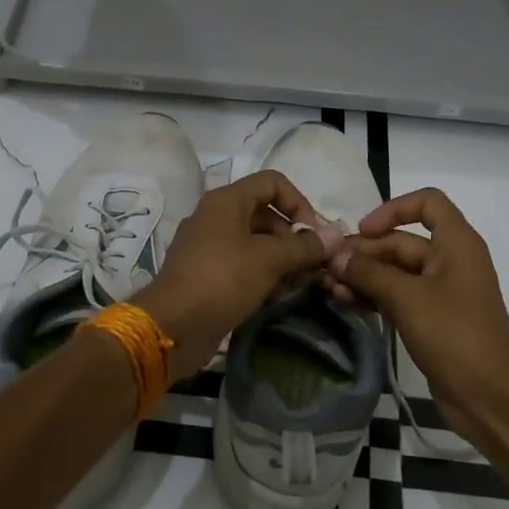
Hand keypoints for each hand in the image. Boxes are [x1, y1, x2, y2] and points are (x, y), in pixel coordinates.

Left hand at [135, 170, 327, 378]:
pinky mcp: (206, 274)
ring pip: (255, 243)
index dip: (299, 203)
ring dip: (281, 260)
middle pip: (266, 214)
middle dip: (293, 238)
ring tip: (297, 285)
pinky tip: (276, 298)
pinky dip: (261, 276)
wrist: (172, 326)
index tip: (314, 235)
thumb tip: (336, 236)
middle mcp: (215, 216)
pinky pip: (242, 265)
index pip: (273, 182)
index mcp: (226, 201)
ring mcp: (208, 246)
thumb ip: (305, 246)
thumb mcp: (269, 260)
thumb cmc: (222, 280)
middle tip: (311, 266)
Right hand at [331, 187, 508, 417]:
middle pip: (401, 241)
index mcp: (456, 244)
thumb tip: (335, 256)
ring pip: (395, 271)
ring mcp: (441, 291)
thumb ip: (368, 272)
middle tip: (327, 266)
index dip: (393, 208)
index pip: (427, 202)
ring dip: (362, 275)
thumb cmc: (454, 335)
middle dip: (364, 252)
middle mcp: (450, 260)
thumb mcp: (407, 298)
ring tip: (328, 287)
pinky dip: (372, 295)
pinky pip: (397, 295)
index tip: (363, 231)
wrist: (489, 396)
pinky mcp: (431, 318)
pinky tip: (344, 301)